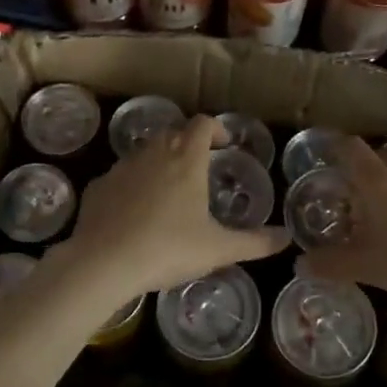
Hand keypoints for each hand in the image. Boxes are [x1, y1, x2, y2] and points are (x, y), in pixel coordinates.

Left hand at [57, 115, 289, 298]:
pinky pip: (121, 177)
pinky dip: (132, 185)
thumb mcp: (219, 249)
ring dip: (159, 162)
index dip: (216, 128)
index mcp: (186, 160)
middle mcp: (153, 153)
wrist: (104, 262)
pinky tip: (135, 212)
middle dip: (188, 143)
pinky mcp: (99, 186)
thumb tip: (287, 237)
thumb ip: (256, 243)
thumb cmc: (168, 249)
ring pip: (145, 152)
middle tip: (200, 168)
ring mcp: (122, 167)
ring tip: (169, 191)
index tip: (225, 143)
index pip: (203, 124)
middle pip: (173, 133)